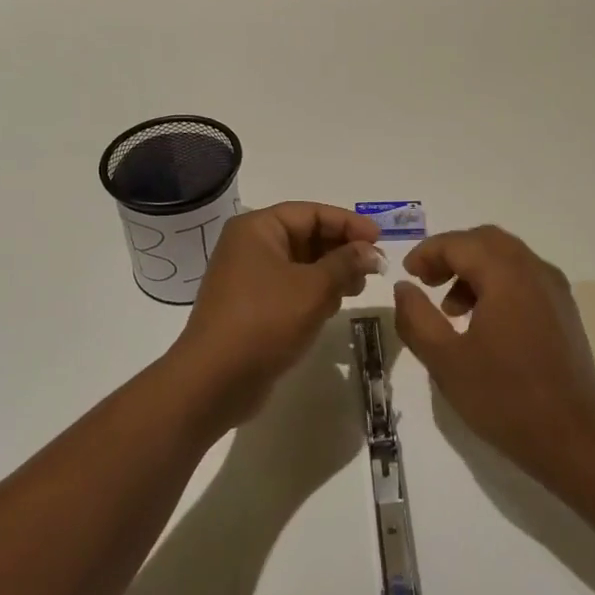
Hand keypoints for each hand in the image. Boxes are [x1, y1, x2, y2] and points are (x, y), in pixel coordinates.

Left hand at [170, 202, 379, 428]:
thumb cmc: (265, 321)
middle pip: (306, 236)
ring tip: (357, 289)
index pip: (311, 213)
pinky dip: (314, 292)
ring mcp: (249, 278)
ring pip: (301, 264)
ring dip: (331, 273)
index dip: (348, 223)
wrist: (214, 381)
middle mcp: (250, 246)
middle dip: (341, 250)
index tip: (380, 240)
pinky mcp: (252, 306)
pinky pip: (291, 288)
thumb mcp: (313, 288)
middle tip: (373, 268)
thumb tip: (370, 251)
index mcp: (258, 229)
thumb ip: (346, 263)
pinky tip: (333, 307)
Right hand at [393, 226, 594, 480]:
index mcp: (506, 274)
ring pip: (507, 258)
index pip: (459, 243)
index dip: (427, 253)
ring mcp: (555, 290)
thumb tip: (404, 288)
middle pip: (486, 241)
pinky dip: (497, 284)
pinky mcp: (564, 312)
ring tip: (451, 311)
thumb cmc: (505, 398)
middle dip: (452, 254)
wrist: (576, 441)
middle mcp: (535, 270)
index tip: (407, 275)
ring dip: (474, 270)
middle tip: (426, 282)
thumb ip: (416, 318)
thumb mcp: (446, 361)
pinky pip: (524, 278)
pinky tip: (483, 324)